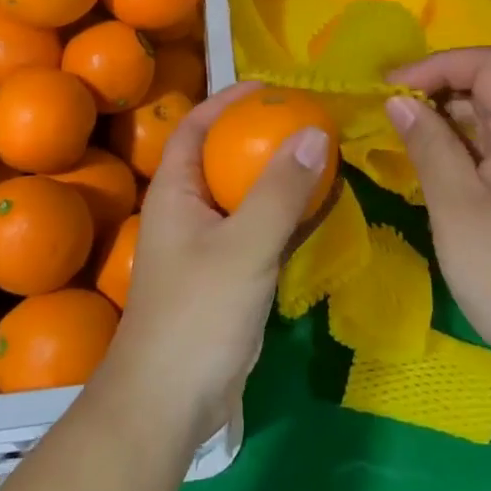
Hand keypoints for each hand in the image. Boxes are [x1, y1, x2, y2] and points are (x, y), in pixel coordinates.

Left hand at [97, 80, 331, 449]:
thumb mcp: (244, 246)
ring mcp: (208, 247)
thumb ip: (280, 191)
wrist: (170, 404)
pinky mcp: (228, 277)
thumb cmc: (197, 315)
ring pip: (246, 196)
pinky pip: (260, 231)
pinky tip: (319, 209)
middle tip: (308, 121)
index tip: (270, 86)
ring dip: (279, 176)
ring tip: (321, 155)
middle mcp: (188, 212)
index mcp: (176, 193)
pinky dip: (287, 215)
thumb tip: (315, 132)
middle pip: (223, 158)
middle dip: (261, 136)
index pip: (195, 127)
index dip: (227, 100)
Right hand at [386, 48, 490, 399]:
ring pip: (488, 117)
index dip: (435, 65)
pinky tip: (427, 165)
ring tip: (397, 137)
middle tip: (385, 113)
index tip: (390, 89)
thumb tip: (398, 100)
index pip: (484, 64)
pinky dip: (457, 146)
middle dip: (435, 89)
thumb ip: (428, 144)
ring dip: (443, 119)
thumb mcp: (456, 205)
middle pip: (487, 85)